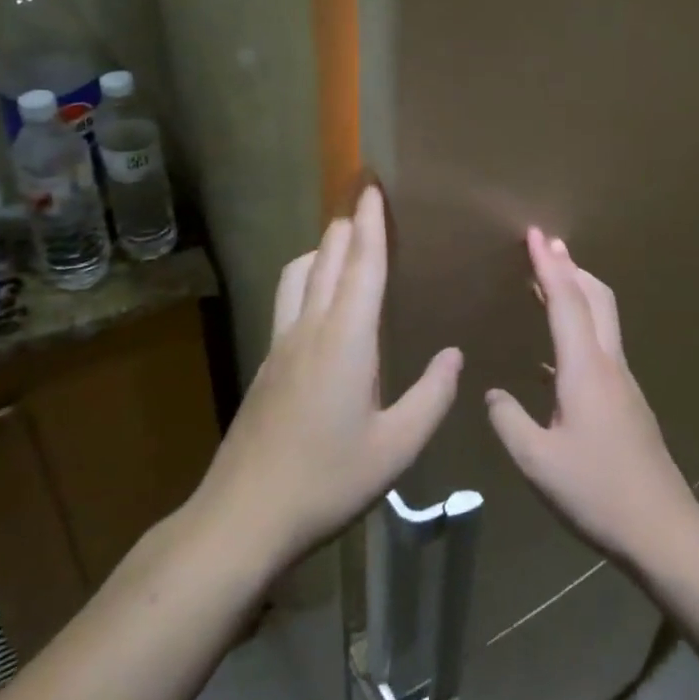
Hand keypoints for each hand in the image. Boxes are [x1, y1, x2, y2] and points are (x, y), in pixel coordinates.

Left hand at [193, 186, 461, 571]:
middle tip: (366, 200)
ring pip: (299, 273)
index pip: (362, 264)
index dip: (372, 222)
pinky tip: (321, 300)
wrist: (244, 516)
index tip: (374, 184)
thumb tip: (454, 355)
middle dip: (348, 224)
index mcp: (346, 339)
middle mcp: (310, 328)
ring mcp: (282, 343)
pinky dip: (308, 276)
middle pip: (328, 257)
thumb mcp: (396, 449)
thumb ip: (431, 397)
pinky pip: (289, 298)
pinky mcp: (267, 361)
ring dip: (323, 248)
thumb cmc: (327, 481)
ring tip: (345, 244)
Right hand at [485, 229, 698, 568]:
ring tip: (547, 283)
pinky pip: (601, 345)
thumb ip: (508, 421)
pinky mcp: (627, 401)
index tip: (535, 233)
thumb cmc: (596, 491)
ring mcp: (623, 382)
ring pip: (602, 319)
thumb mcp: (537, 462)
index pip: (565, 301)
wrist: (662, 529)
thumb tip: (493, 393)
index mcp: (585, 369)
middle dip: (570, 266)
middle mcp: (608, 364)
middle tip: (545, 244)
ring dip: (577, 292)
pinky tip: (555, 352)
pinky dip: (580, 325)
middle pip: (595, 297)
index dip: (548, 265)